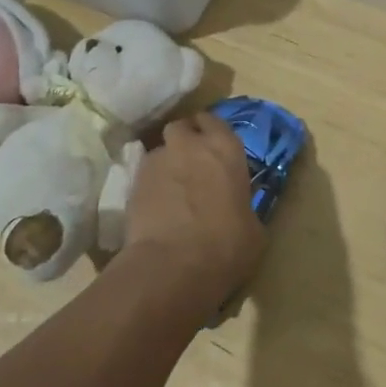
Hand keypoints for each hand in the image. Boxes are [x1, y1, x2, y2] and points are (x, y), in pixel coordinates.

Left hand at [123, 112, 265, 303]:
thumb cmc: (226, 246)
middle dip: (184, 140)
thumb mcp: (253, 229)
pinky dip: (150, 186)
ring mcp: (157, 161)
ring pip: (160, 151)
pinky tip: (155, 208)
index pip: (214, 120)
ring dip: (166, 164)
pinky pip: (143, 175)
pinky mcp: (132, 183)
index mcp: (225, 148)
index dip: (211, 132)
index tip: (213, 148)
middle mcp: (190, 145)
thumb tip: (238, 212)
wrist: (173, 266)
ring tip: (171, 190)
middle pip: (181, 127)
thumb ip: (243, 207)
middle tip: (191, 164)